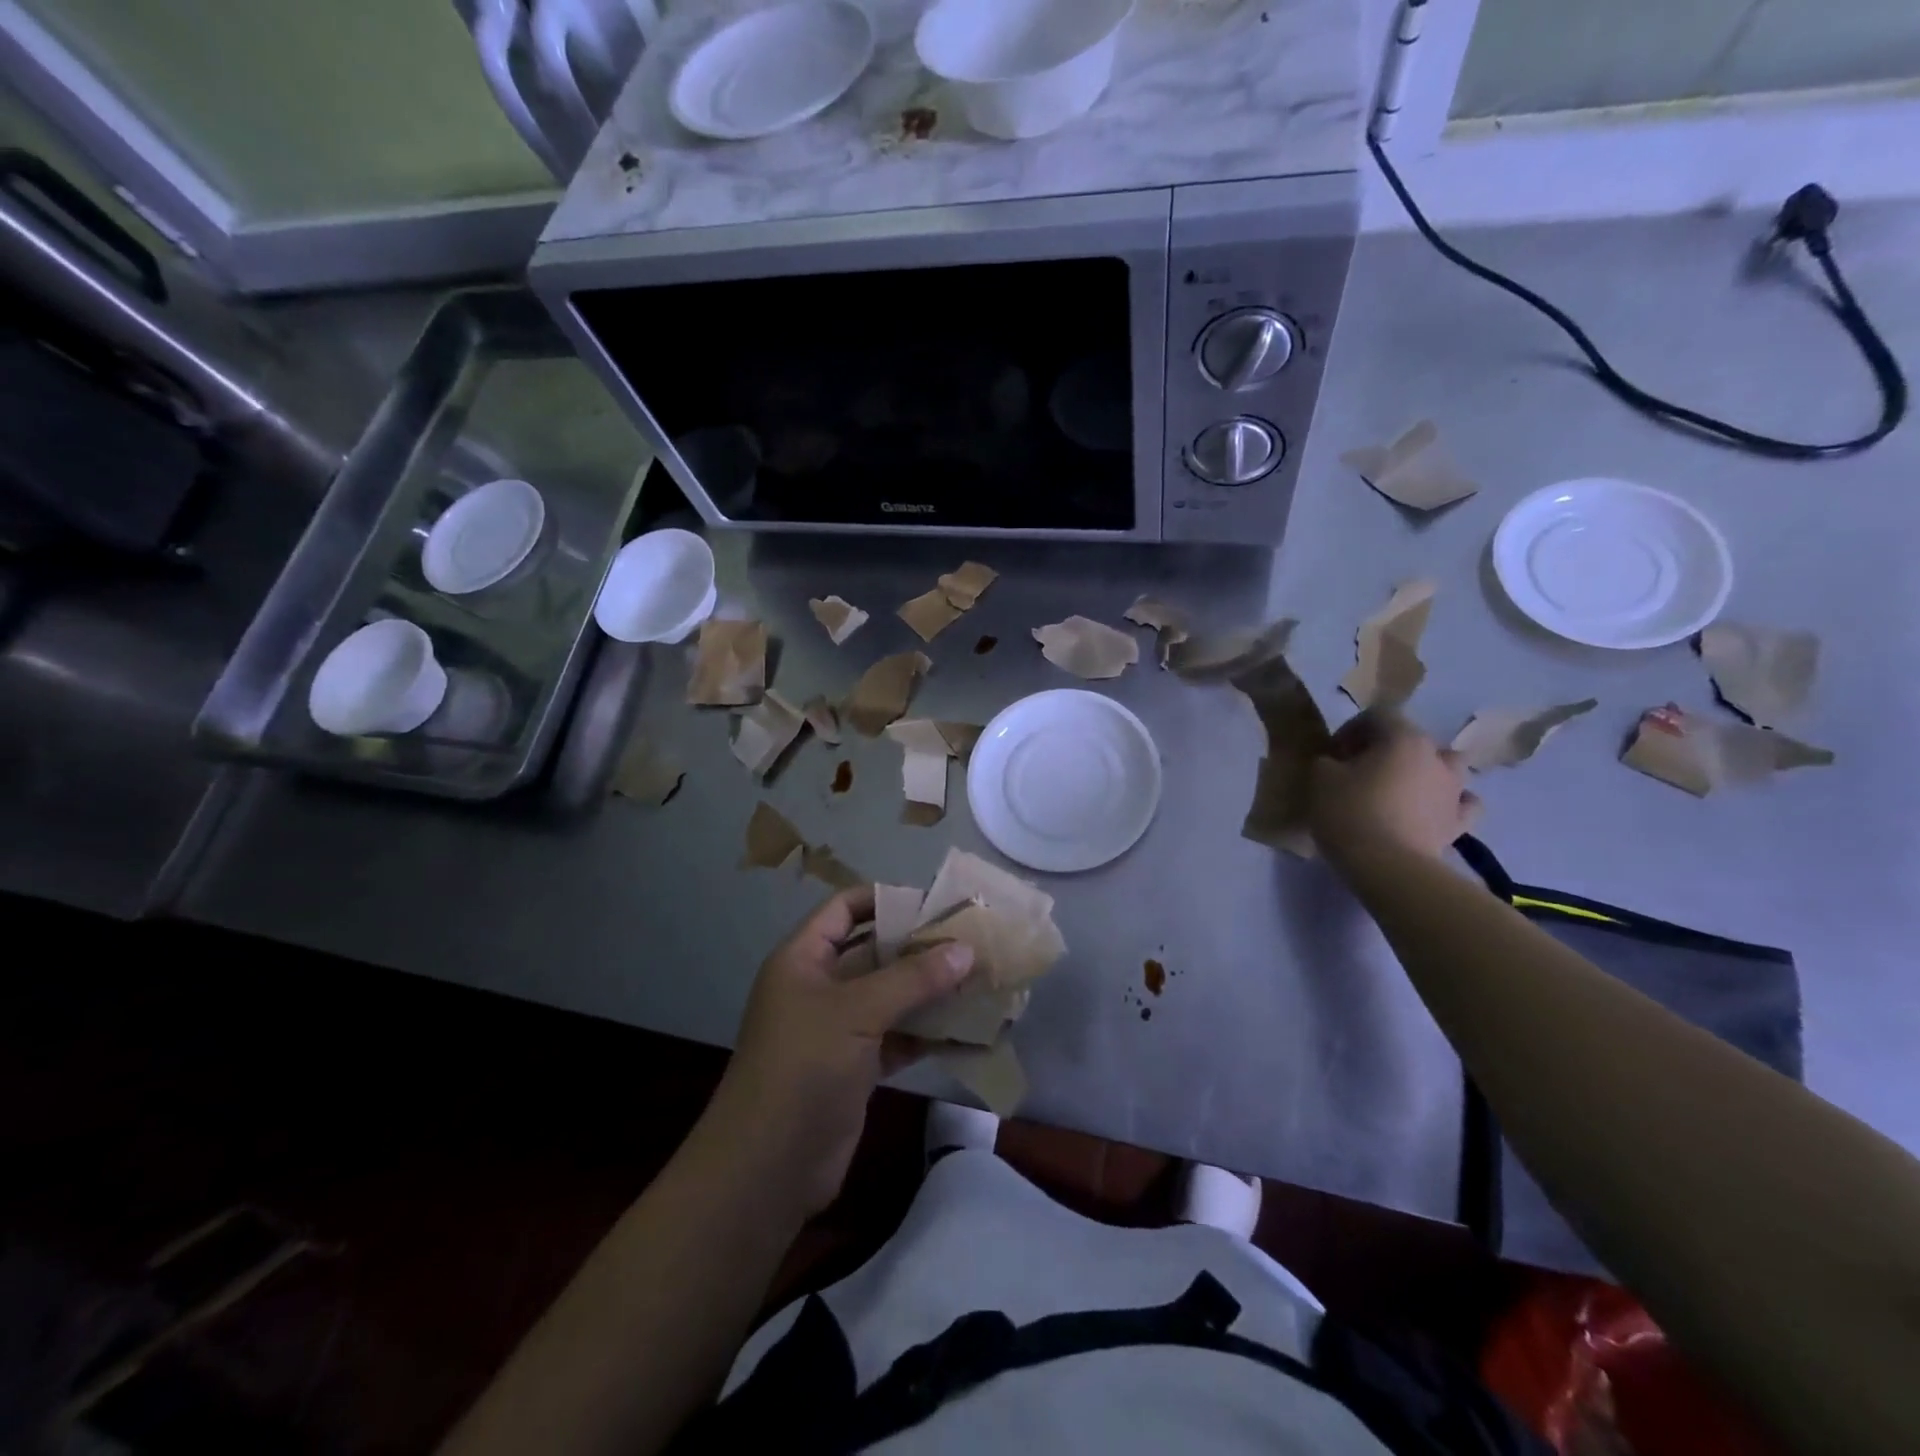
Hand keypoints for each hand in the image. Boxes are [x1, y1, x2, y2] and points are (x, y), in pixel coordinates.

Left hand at [704, 887, 973, 1215]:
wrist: (768, 1168)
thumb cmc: (804, 1067)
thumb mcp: (857, 1011)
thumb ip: (912, 978)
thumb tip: (965, 949)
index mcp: (804, 958)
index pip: (844, 909)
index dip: (885, 899)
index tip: (935, 902)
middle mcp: (820, 986)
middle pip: (873, 952)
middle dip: (919, 946)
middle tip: (970, 940)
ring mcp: (838, 1029)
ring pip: (890, 996)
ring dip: (930, 990)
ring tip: (980, 978)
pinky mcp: (856, 1067)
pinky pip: (898, 1037)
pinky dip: (928, 1033)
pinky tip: (970, 1030)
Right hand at [1307, 710, 1481, 860]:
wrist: (1389, 866)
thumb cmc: (1350, 813)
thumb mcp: (1320, 778)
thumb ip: (1327, 761)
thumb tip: (1336, 763)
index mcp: (1402, 738)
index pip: (1378, 715)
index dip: (1351, 730)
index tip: (1333, 754)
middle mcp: (1436, 756)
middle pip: (1410, 739)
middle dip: (1384, 750)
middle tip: (1359, 772)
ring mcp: (1454, 790)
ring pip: (1445, 766)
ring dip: (1424, 771)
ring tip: (1399, 790)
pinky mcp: (1460, 822)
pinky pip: (1462, 803)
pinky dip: (1450, 803)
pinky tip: (1433, 810)